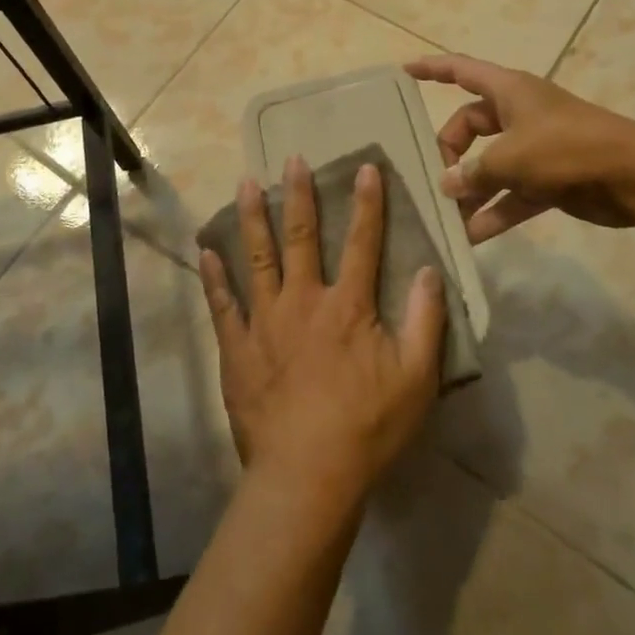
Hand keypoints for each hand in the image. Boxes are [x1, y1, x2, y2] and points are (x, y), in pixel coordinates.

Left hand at [198, 156, 445, 507]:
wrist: (308, 475)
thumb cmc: (367, 427)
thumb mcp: (416, 378)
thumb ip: (426, 321)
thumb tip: (429, 271)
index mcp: (348, 306)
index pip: (363, 243)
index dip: (367, 204)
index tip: (366, 168)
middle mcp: (303, 301)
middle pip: (301, 238)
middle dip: (299, 196)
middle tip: (291, 159)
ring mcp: (265, 323)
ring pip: (257, 259)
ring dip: (252, 219)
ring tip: (246, 184)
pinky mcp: (237, 348)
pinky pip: (222, 305)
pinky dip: (214, 277)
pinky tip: (206, 251)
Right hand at [405, 53, 634, 242]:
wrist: (633, 176)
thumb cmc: (564, 149)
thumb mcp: (509, 158)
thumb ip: (472, 172)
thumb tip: (448, 185)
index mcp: (509, 91)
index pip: (461, 71)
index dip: (432, 69)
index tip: (404, 71)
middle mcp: (519, 114)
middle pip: (470, 126)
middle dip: (450, 153)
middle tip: (437, 180)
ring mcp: (535, 147)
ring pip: (489, 164)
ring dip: (470, 190)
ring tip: (447, 217)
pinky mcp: (549, 179)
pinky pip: (511, 193)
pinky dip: (494, 211)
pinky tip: (473, 236)